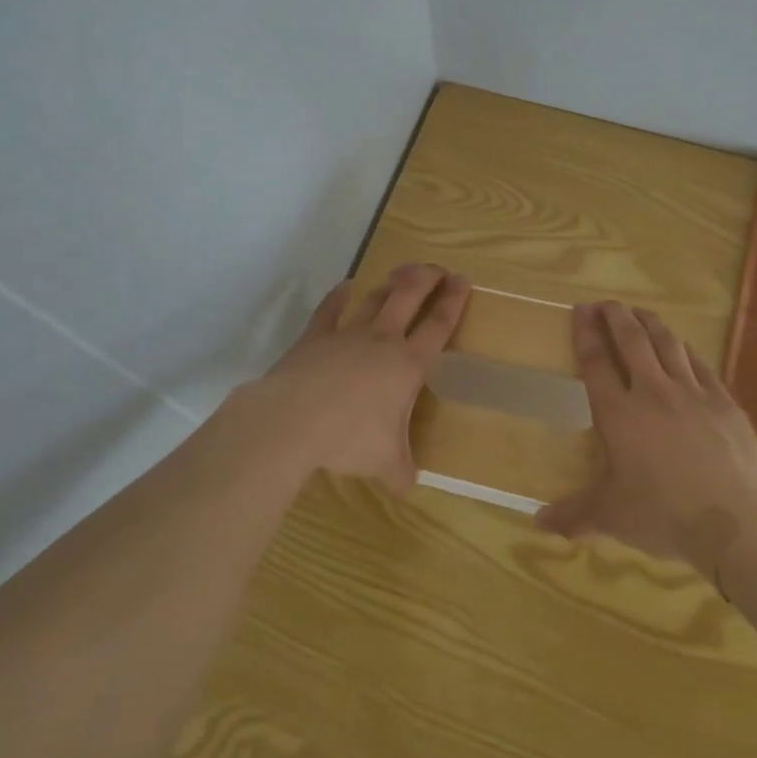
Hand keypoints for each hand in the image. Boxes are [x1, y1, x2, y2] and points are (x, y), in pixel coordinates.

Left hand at [226, 264, 471, 492]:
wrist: (293, 419)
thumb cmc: (348, 438)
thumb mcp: (384, 462)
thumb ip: (401, 471)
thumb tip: (409, 488)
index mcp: (407, 365)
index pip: (438, 326)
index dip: (454, 302)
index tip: (464, 280)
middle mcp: (382, 340)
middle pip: (409, 296)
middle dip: (427, 278)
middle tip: (437, 269)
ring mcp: (347, 333)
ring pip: (375, 297)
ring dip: (391, 283)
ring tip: (402, 273)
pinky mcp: (316, 335)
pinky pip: (331, 308)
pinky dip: (340, 295)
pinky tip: (346, 286)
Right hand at [538, 301, 756, 577]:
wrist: (737, 523)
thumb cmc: (665, 516)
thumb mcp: (612, 517)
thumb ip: (575, 514)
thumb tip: (539, 523)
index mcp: (619, 414)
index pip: (596, 362)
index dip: (586, 332)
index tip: (580, 310)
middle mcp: (652, 392)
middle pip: (631, 340)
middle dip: (616, 316)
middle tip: (607, 303)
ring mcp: (692, 393)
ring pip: (667, 343)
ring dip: (650, 323)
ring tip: (640, 312)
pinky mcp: (723, 402)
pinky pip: (699, 364)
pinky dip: (685, 349)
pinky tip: (682, 346)